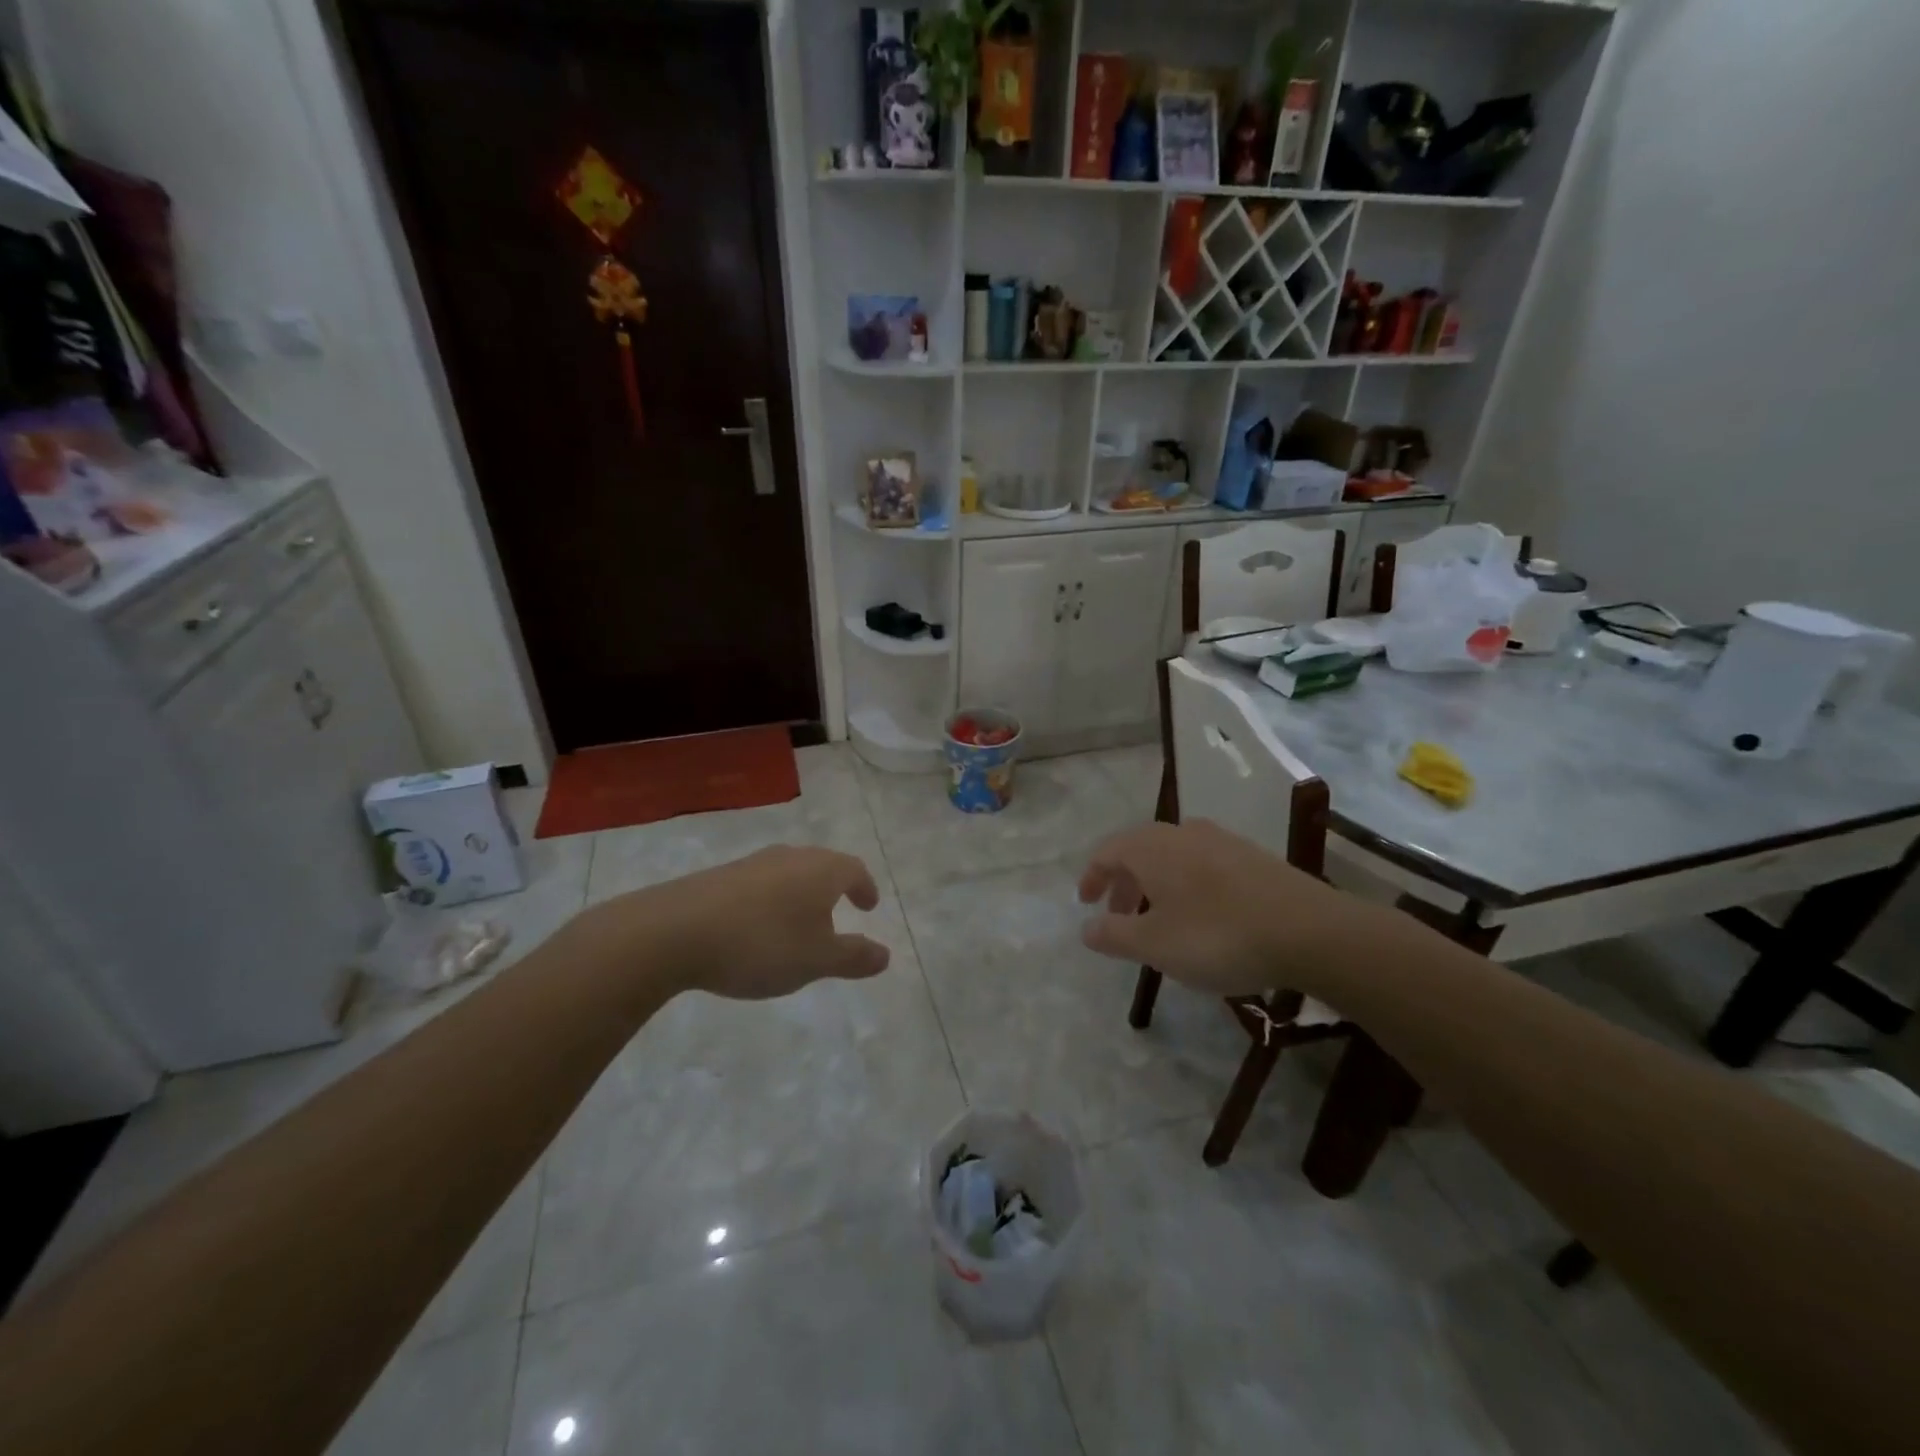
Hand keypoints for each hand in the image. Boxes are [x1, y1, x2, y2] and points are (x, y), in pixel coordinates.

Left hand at [592, 845, 890, 1000]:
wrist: (673, 931)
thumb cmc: (761, 944)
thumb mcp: (816, 960)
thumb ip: (853, 957)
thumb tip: (885, 954)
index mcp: (820, 870)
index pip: (853, 870)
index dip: (865, 887)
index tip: (868, 906)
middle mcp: (789, 857)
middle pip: (821, 866)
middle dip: (833, 888)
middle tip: (839, 911)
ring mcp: (752, 863)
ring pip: (789, 873)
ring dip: (800, 895)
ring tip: (799, 925)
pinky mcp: (720, 876)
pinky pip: (760, 884)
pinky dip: (771, 901)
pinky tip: (758, 928)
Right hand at [1077, 820, 1373, 999]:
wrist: (1309, 930)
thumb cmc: (1217, 936)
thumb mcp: (1155, 945)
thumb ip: (1114, 935)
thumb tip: (1085, 928)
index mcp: (1152, 848)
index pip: (1108, 851)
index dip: (1092, 877)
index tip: (1086, 904)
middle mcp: (1183, 833)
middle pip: (1140, 850)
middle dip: (1123, 883)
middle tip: (1119, 917)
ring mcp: (1222, 841)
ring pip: (1173, 856)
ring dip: (1156, 884)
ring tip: (1160, 918)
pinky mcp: (1253, 856)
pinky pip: (1203, 863)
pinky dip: (1187, 885)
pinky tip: (1203, 915)